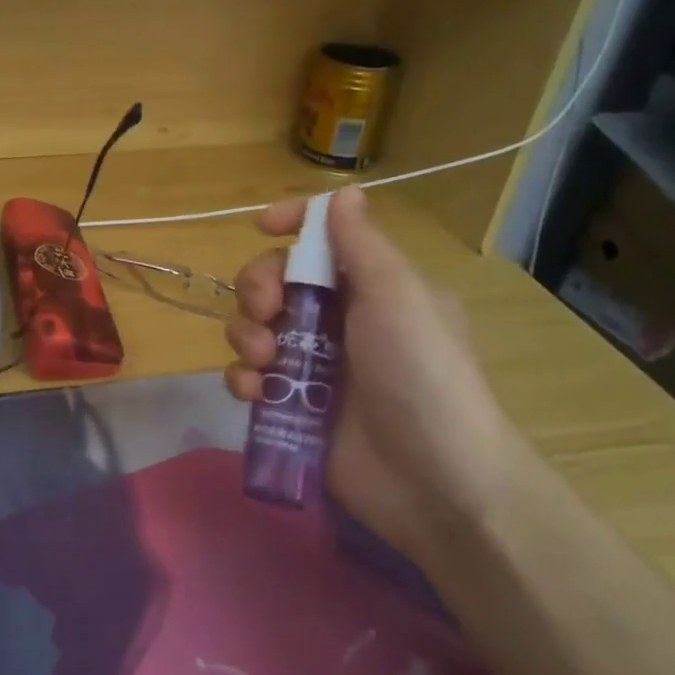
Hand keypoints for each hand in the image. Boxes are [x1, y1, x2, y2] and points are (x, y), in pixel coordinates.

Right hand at [225, 188, 536, 565]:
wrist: (433, 480)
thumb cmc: (421, 374)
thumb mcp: (398, 297)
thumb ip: (362, 244)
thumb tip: (343, 193)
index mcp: (370, 286)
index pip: (323, 238)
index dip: (291, 224)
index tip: (261, 226)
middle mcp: (338, 319)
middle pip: (274, 280)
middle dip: (258, 288)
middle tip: (267, 311)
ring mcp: (312, 365)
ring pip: (253, 328)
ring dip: (245, 335)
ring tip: (264, 360)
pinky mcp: (291, 406)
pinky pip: (248, 377)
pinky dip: (242, 378)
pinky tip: (253, 392)